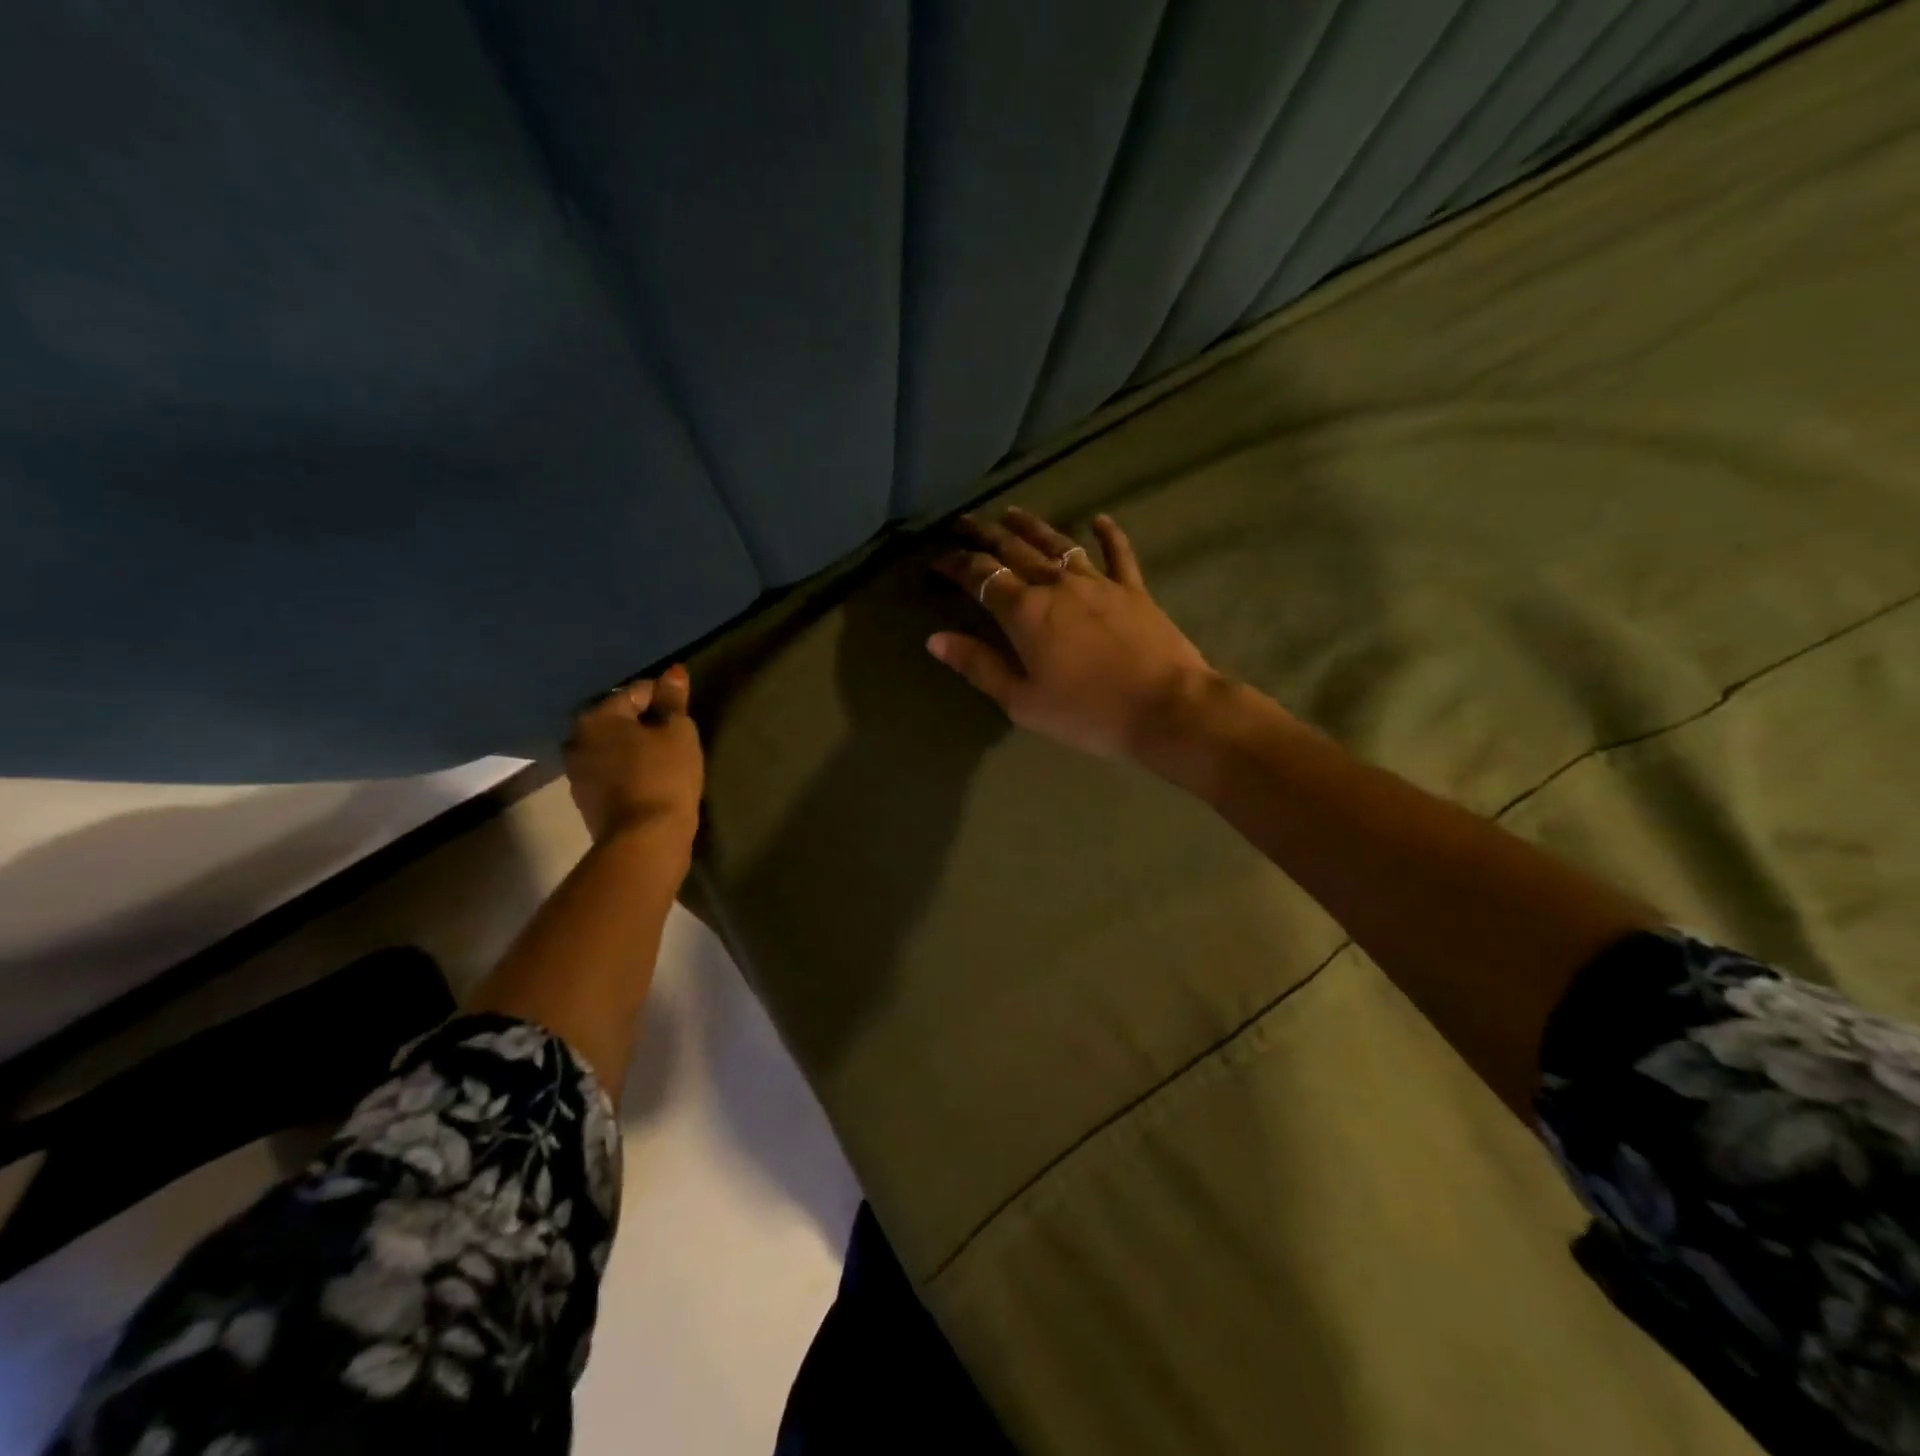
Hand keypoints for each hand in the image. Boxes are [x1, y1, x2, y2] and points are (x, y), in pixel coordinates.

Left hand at [565, 665, 703, 848]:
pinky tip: (650, 779)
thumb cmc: (665, 776)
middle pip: (619, 719)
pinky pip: (611, 773)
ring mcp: (577, 772)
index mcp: (598, 716)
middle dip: (644, 723)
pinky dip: (628, 771)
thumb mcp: (678, 732)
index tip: (686, 712)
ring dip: (634, 748)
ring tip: (664, 758)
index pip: (638, 692)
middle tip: (675, 735)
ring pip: (612, 748)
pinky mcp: (585, 800)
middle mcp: (577, 739)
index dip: (666, 697)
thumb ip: (673, 700)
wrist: (644, 839)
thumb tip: (673, 672)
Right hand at [929, 507, 1220, 761]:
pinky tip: (1100, 519)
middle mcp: (1057, 585)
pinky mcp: (1133, 589)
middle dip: (986, 535)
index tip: (937, 558)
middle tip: (965, 522)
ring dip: (1032, 527)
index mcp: (1025, 612)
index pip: (981, 576)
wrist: (1165, 708)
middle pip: (1014, 550)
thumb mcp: (1022, 700)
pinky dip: (1108, 534)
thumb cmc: (1086, 713)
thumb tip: (935, 639)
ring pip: (1058, 543)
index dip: (955, 564)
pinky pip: (1118, 554)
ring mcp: (1098, 582)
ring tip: (1013, 513)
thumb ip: (978, 666)